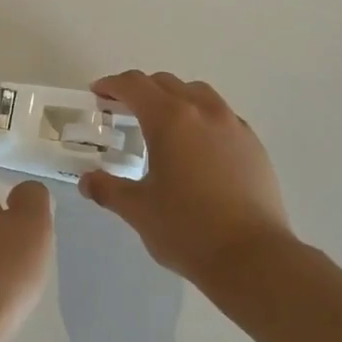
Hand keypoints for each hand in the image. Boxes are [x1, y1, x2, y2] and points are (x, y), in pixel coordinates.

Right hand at [79, 71, 293, 285]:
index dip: (112, 85)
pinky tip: (196, 148)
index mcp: (170, 120)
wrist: (252, 257)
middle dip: (141, 90)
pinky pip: (221, 117)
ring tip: (162, 124)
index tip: (98, 93)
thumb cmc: (187, 229)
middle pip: (166, 84)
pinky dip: (201, 119)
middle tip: (123, 110)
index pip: (135, 85)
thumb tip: (88, 181)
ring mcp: (234, 126)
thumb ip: (108, 189)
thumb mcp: (137, 210)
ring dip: (174, 98)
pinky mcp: (254, 145)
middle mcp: (203, 112)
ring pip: (198, 94)